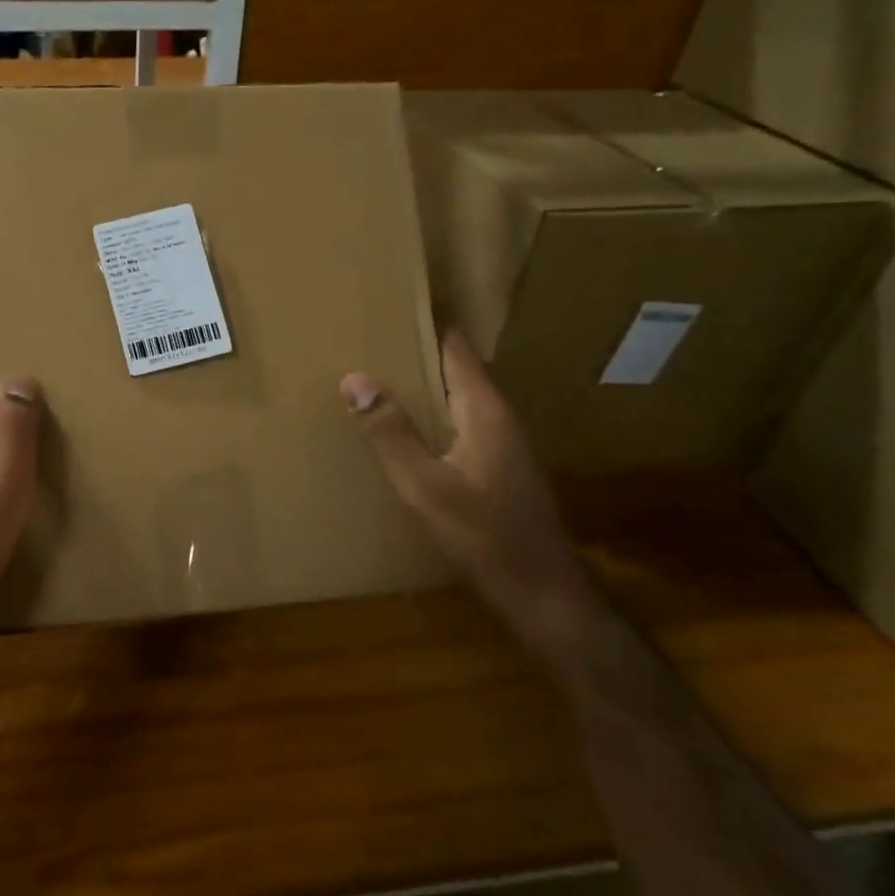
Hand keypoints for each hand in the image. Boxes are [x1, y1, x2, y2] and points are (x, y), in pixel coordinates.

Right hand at [341, 332, 599, 658]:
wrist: (540, 592)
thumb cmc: (483, 535)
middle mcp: (499, 417)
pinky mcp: (499, 466)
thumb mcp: (424, 485)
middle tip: (370, 335)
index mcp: (484, 410)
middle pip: (457, 367)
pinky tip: (406, 424)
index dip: (427, 322)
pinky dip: (433, 410)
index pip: (455, 347)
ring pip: (459, 395)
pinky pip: (460, 419)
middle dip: (418, 348)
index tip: (391, 302)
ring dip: (424, 381)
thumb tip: (354, 377)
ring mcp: (503, 443)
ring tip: (379, 371)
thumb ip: (390, 432)